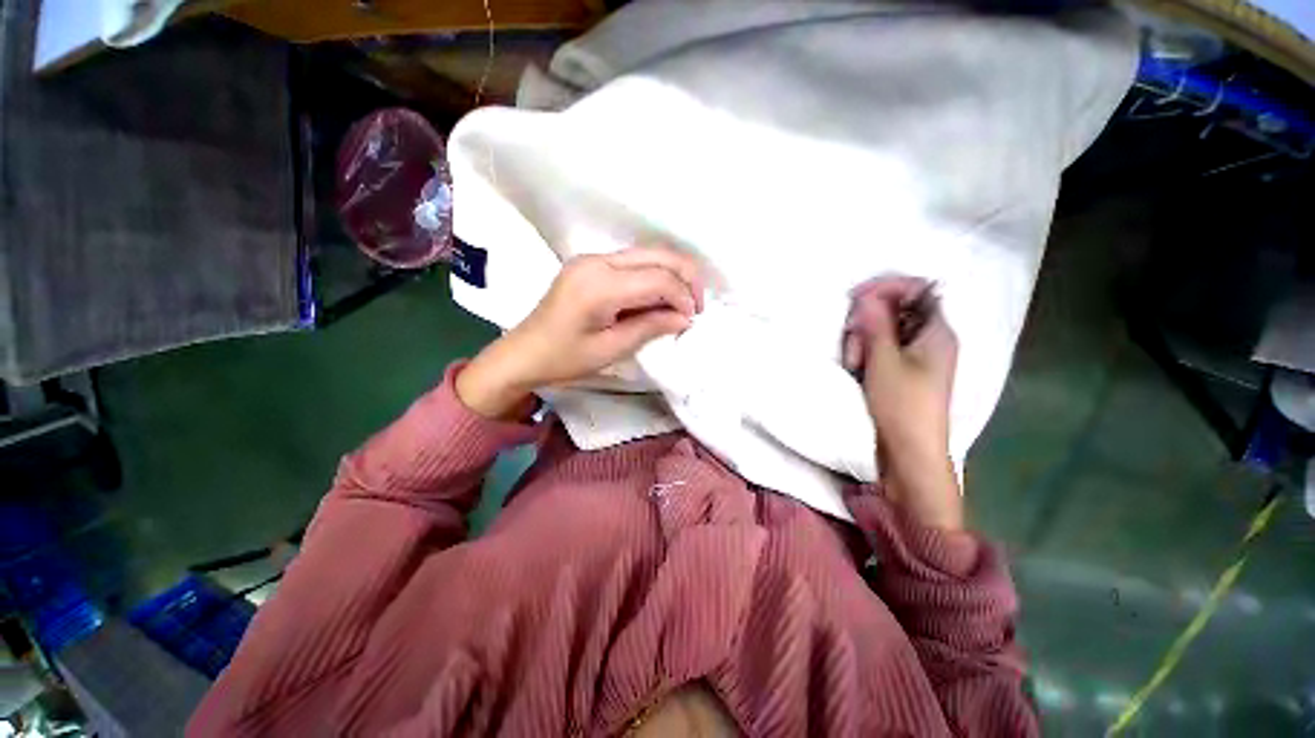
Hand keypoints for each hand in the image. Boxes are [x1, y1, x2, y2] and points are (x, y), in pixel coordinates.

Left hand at [456, 244, 703, 418]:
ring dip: (672, 274)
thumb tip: (685, 318)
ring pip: (647, 254)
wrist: (523, 353)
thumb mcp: (611, 349)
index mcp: (599, 285)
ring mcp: (592, 258)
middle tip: (697, 305)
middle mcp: (596, 261)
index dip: (682, 296)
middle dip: (685, 277)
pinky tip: (659, 296)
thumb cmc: (564, 358)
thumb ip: (650, 327)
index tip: (692, 319)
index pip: (658, 278)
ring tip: (683, 301)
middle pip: (657, 255)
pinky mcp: (590, 264)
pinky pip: (633, 262)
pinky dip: (653, 276)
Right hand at [843, 276, 962, 529]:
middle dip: (868, 321)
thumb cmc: (901, 405)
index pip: (917, 289)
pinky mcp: (903, 370)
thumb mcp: (884, 361)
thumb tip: (867, 296)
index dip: (887, 288)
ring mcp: (916, 355)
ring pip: (884, 329)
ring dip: (863, 340)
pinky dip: (866, 353)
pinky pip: (882, 348)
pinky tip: (858, 369)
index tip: (856, 298)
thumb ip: (876, 325)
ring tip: (855, 364)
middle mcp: (930, 339)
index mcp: (937, 331)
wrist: (909, 451)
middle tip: (854, 343)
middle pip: (896, 309)